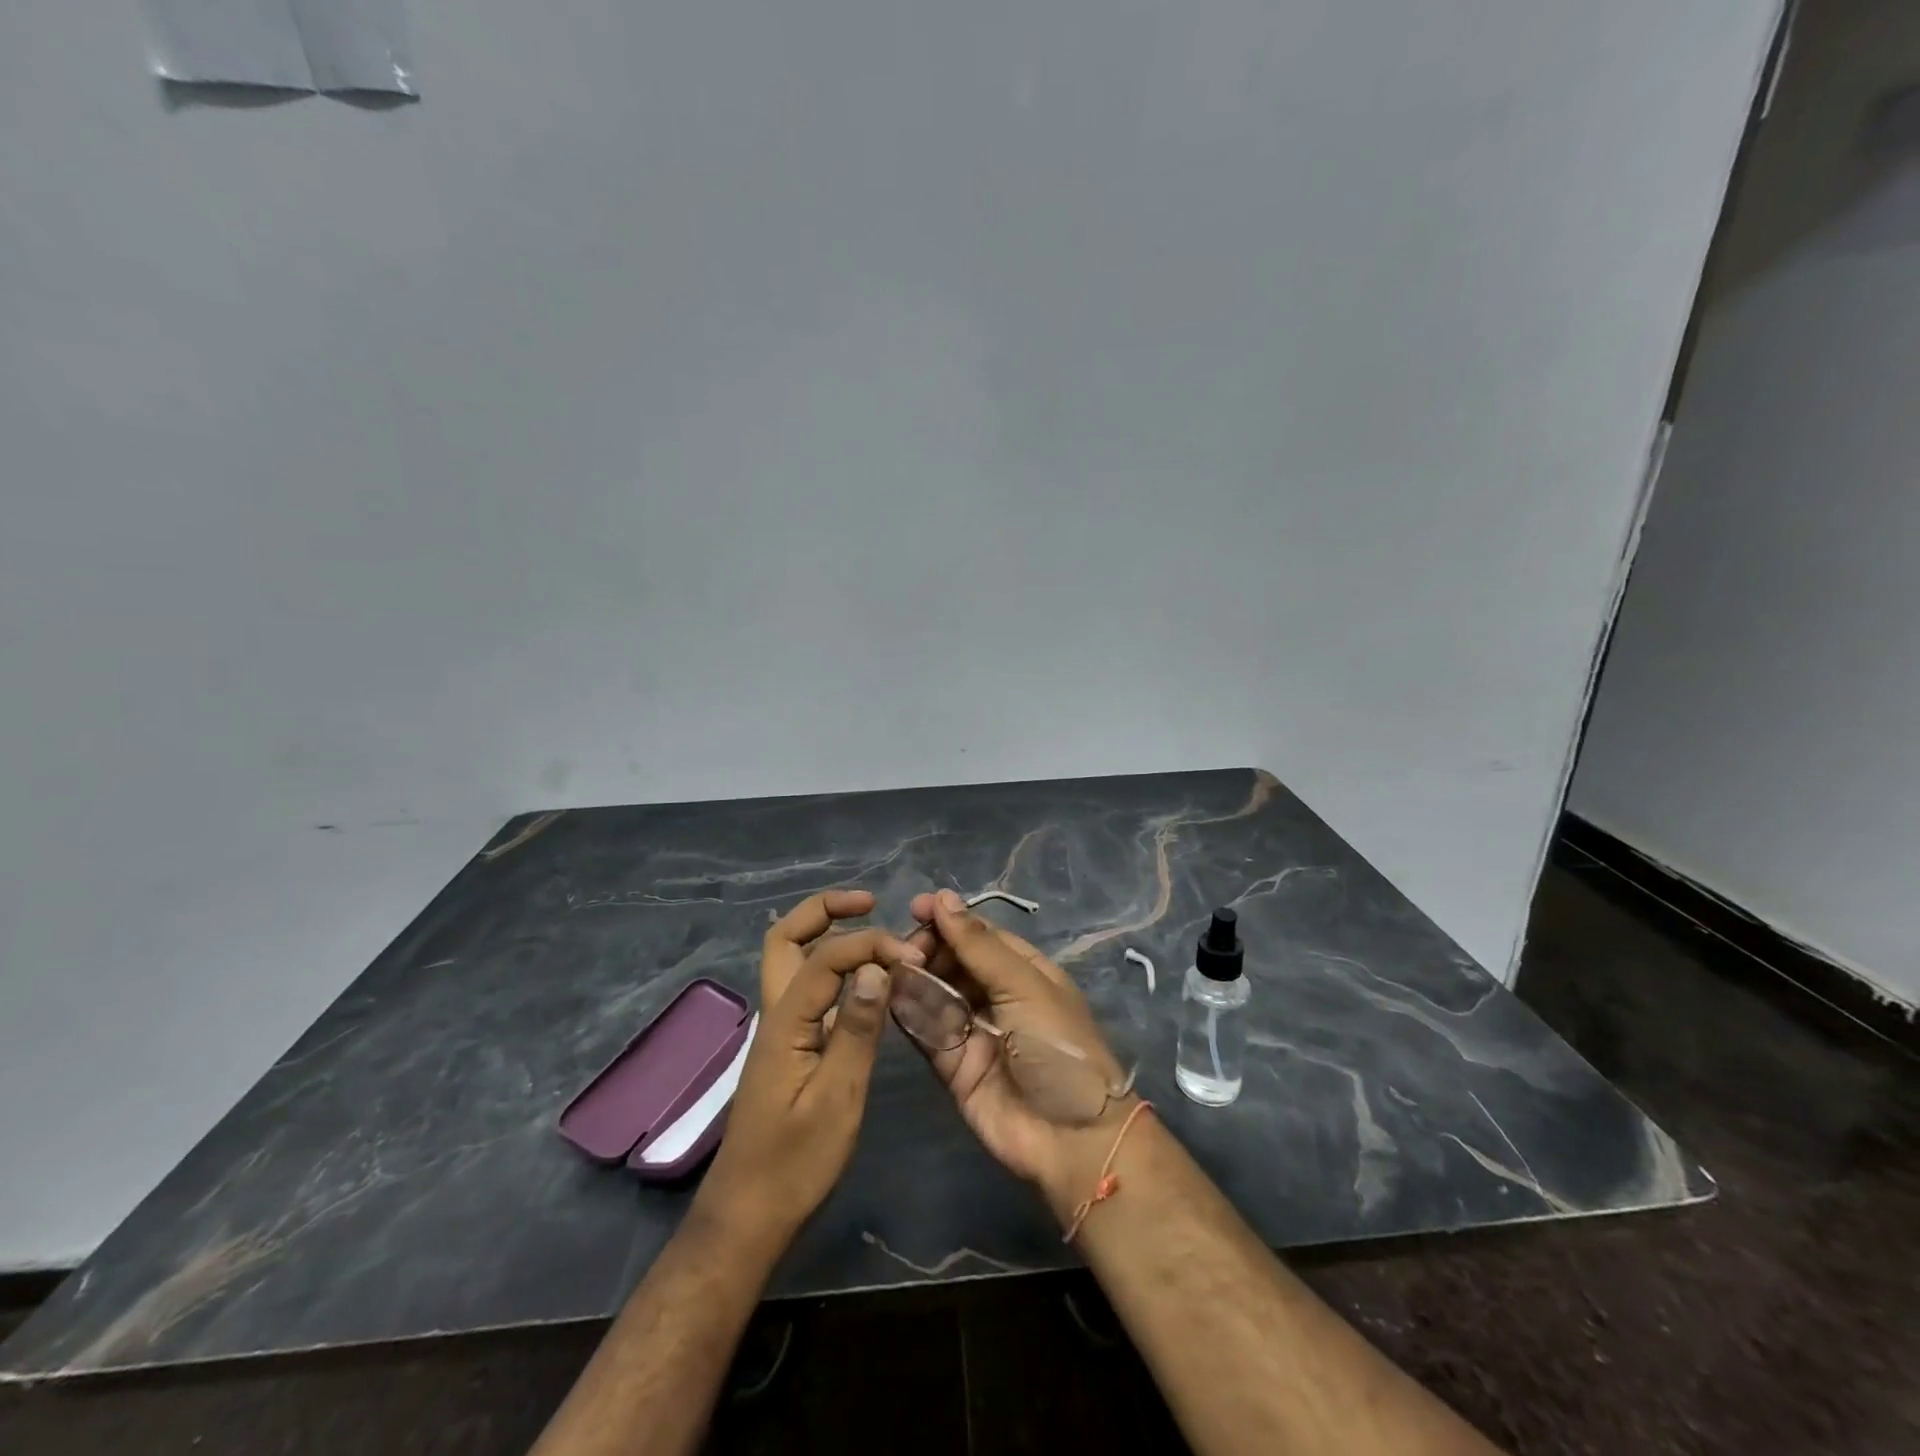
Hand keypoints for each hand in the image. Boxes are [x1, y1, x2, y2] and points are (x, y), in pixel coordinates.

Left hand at [695, 890, 923, 1244]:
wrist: (748, 1216)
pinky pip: (808, 990)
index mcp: (785, 1021)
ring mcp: (779, 1030)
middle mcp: (776, 1013)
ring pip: (792, 961)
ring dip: (826, 934)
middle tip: (868, 902)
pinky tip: (865, 982)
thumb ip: (858, 1029)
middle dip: (824, 909)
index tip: (910, 957)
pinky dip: (834, 970)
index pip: (826, 957)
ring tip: (870, 929)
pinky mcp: (789, 1048)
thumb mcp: (836, 1098)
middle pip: (785, 938)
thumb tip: (876, 967)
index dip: (869, 945)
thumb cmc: (794, 1163)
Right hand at [905, 889, 1137, 1219]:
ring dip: (915, 977)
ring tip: (892, 965)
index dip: (949, 919)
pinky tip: (890, 994)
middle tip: (905, 947)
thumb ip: (978, 945)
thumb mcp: (1023, 986)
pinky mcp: (953, 1065)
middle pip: (953, 961)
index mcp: (1023, 971)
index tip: (916, 907)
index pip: (980, 934)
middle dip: (928, 948)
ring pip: (936, 993)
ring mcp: (974, 1030)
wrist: (1072, 1139)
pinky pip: (927, 1031)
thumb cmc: (1058, 1047)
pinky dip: (909, 1012)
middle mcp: (997, 996)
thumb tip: (943, 897)